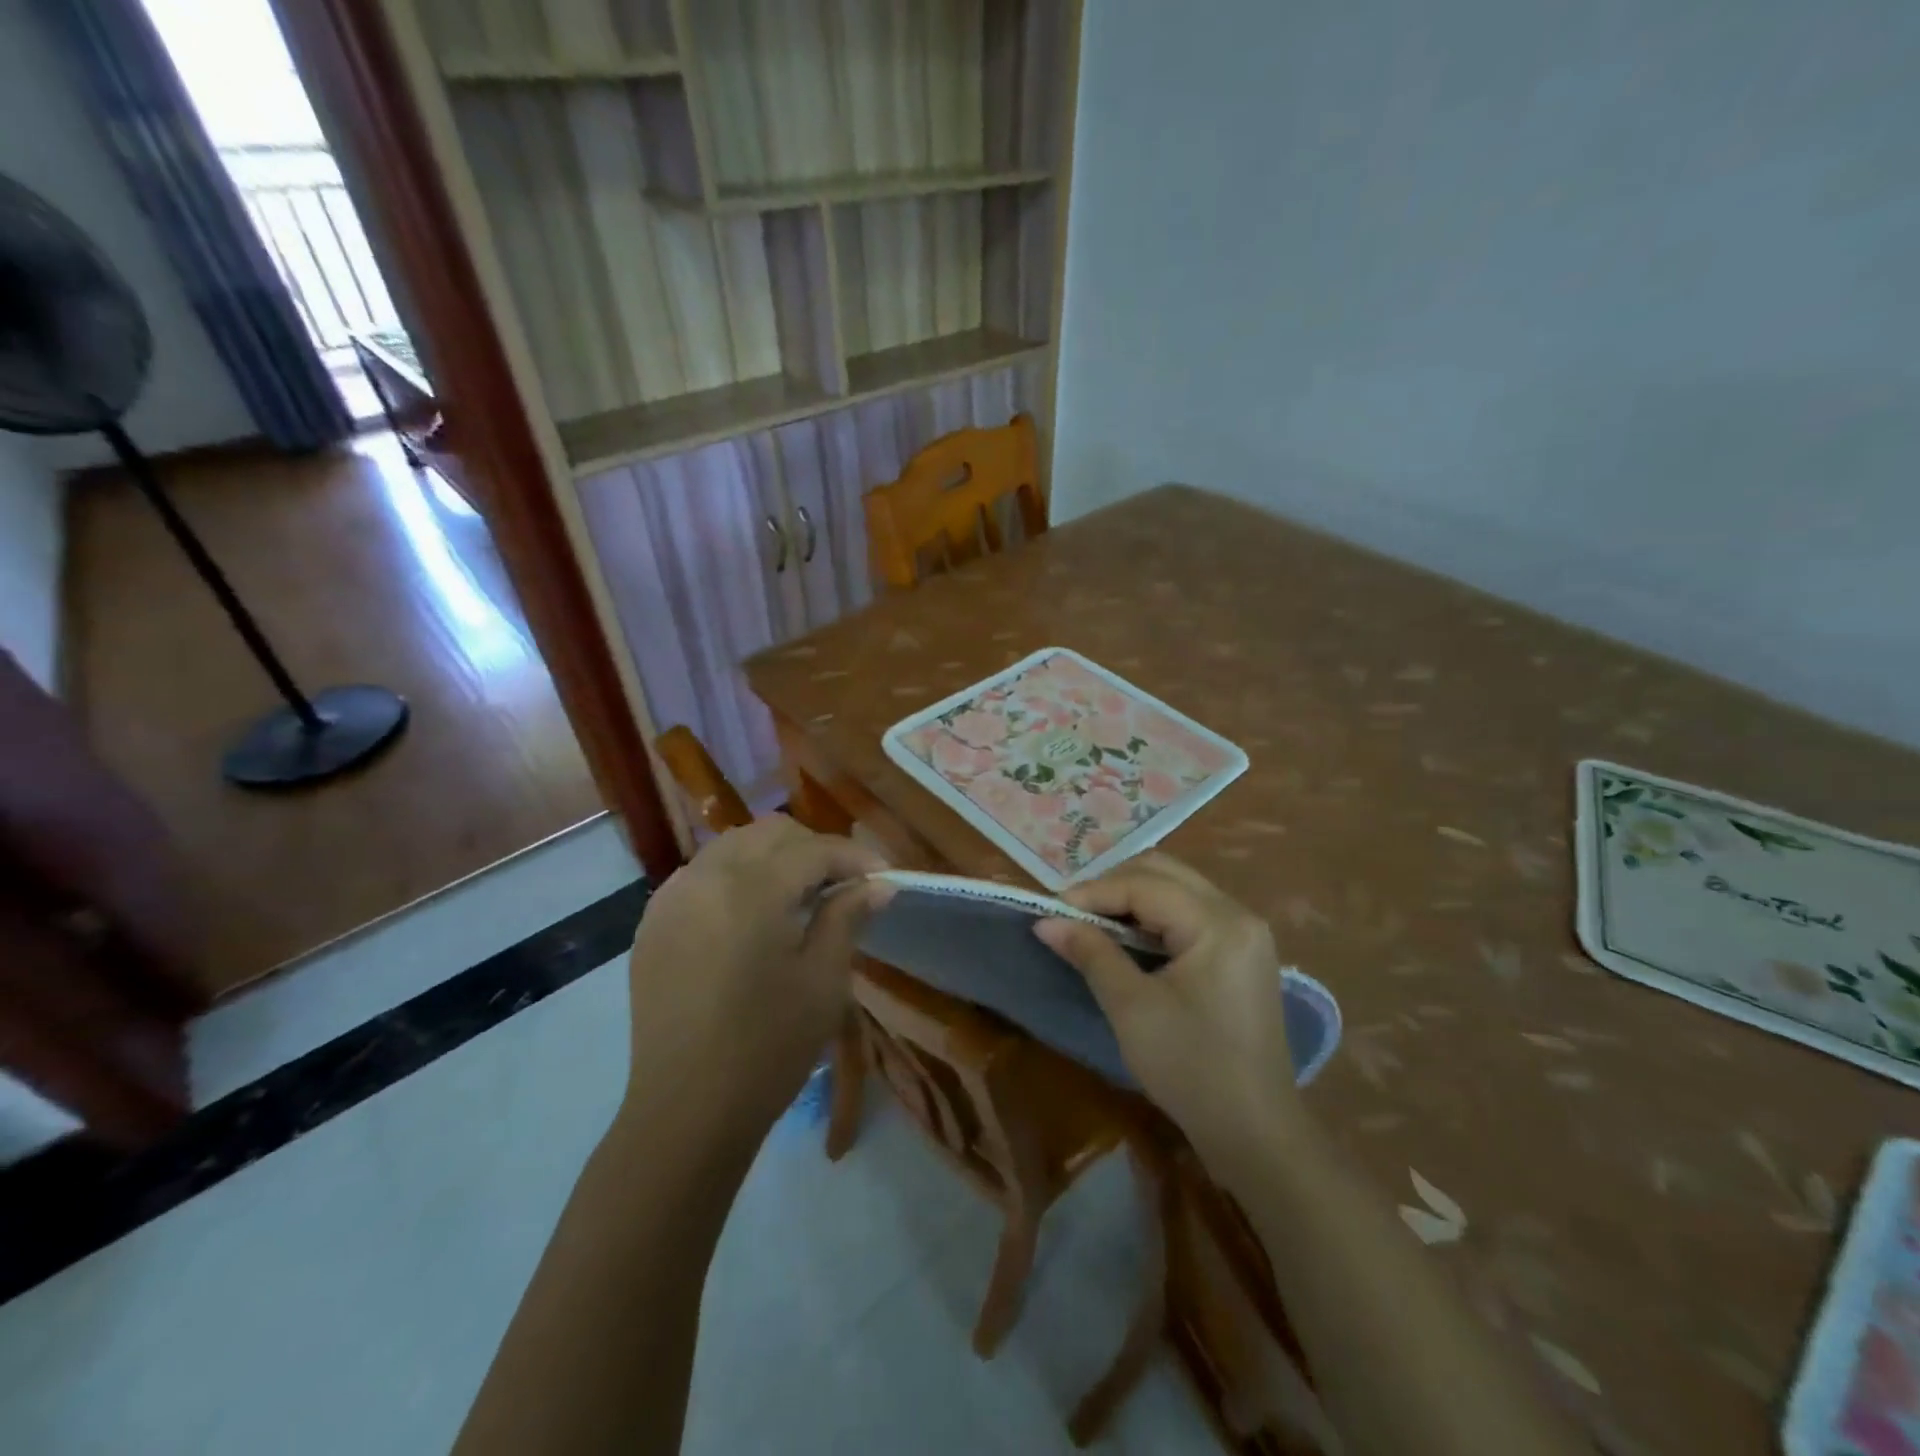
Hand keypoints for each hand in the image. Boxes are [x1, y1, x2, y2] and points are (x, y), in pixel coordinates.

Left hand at [624, 817, 888, 1136]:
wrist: (686, 1112)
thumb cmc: (768, 1048)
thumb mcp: (824, 981)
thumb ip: (848, 917)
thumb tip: (878, 882)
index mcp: (752, 891)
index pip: (814, 849)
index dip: (854, 856)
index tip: (882, 876)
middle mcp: (706, 878)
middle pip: (770, 833)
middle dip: (813, 849)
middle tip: (841, 886)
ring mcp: (672, 898)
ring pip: (732, 846)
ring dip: (773, 858)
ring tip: (798, 898)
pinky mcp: (653, 923)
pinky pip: (702, 874)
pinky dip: (735, 877)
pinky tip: (751, 916)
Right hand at [1034, 854, 1300, 1158]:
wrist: (1256, 1134)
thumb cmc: (1191, 1069)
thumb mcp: (1132, 1008)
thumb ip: (1091, 953)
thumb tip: (1045, 920)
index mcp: (1219, 924)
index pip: (1145, 884)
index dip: (1094, 892)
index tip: (1052, 910)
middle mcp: (1238, 914)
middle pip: (1165, 873)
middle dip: (1113, 885)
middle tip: (1072, 912)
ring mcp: (1245, 933)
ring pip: (1177, 888)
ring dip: (1132, 896)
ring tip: (1092, 921)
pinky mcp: (1242, 953)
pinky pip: (1190, 912)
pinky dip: (1153, 915)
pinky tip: (1127, 936)